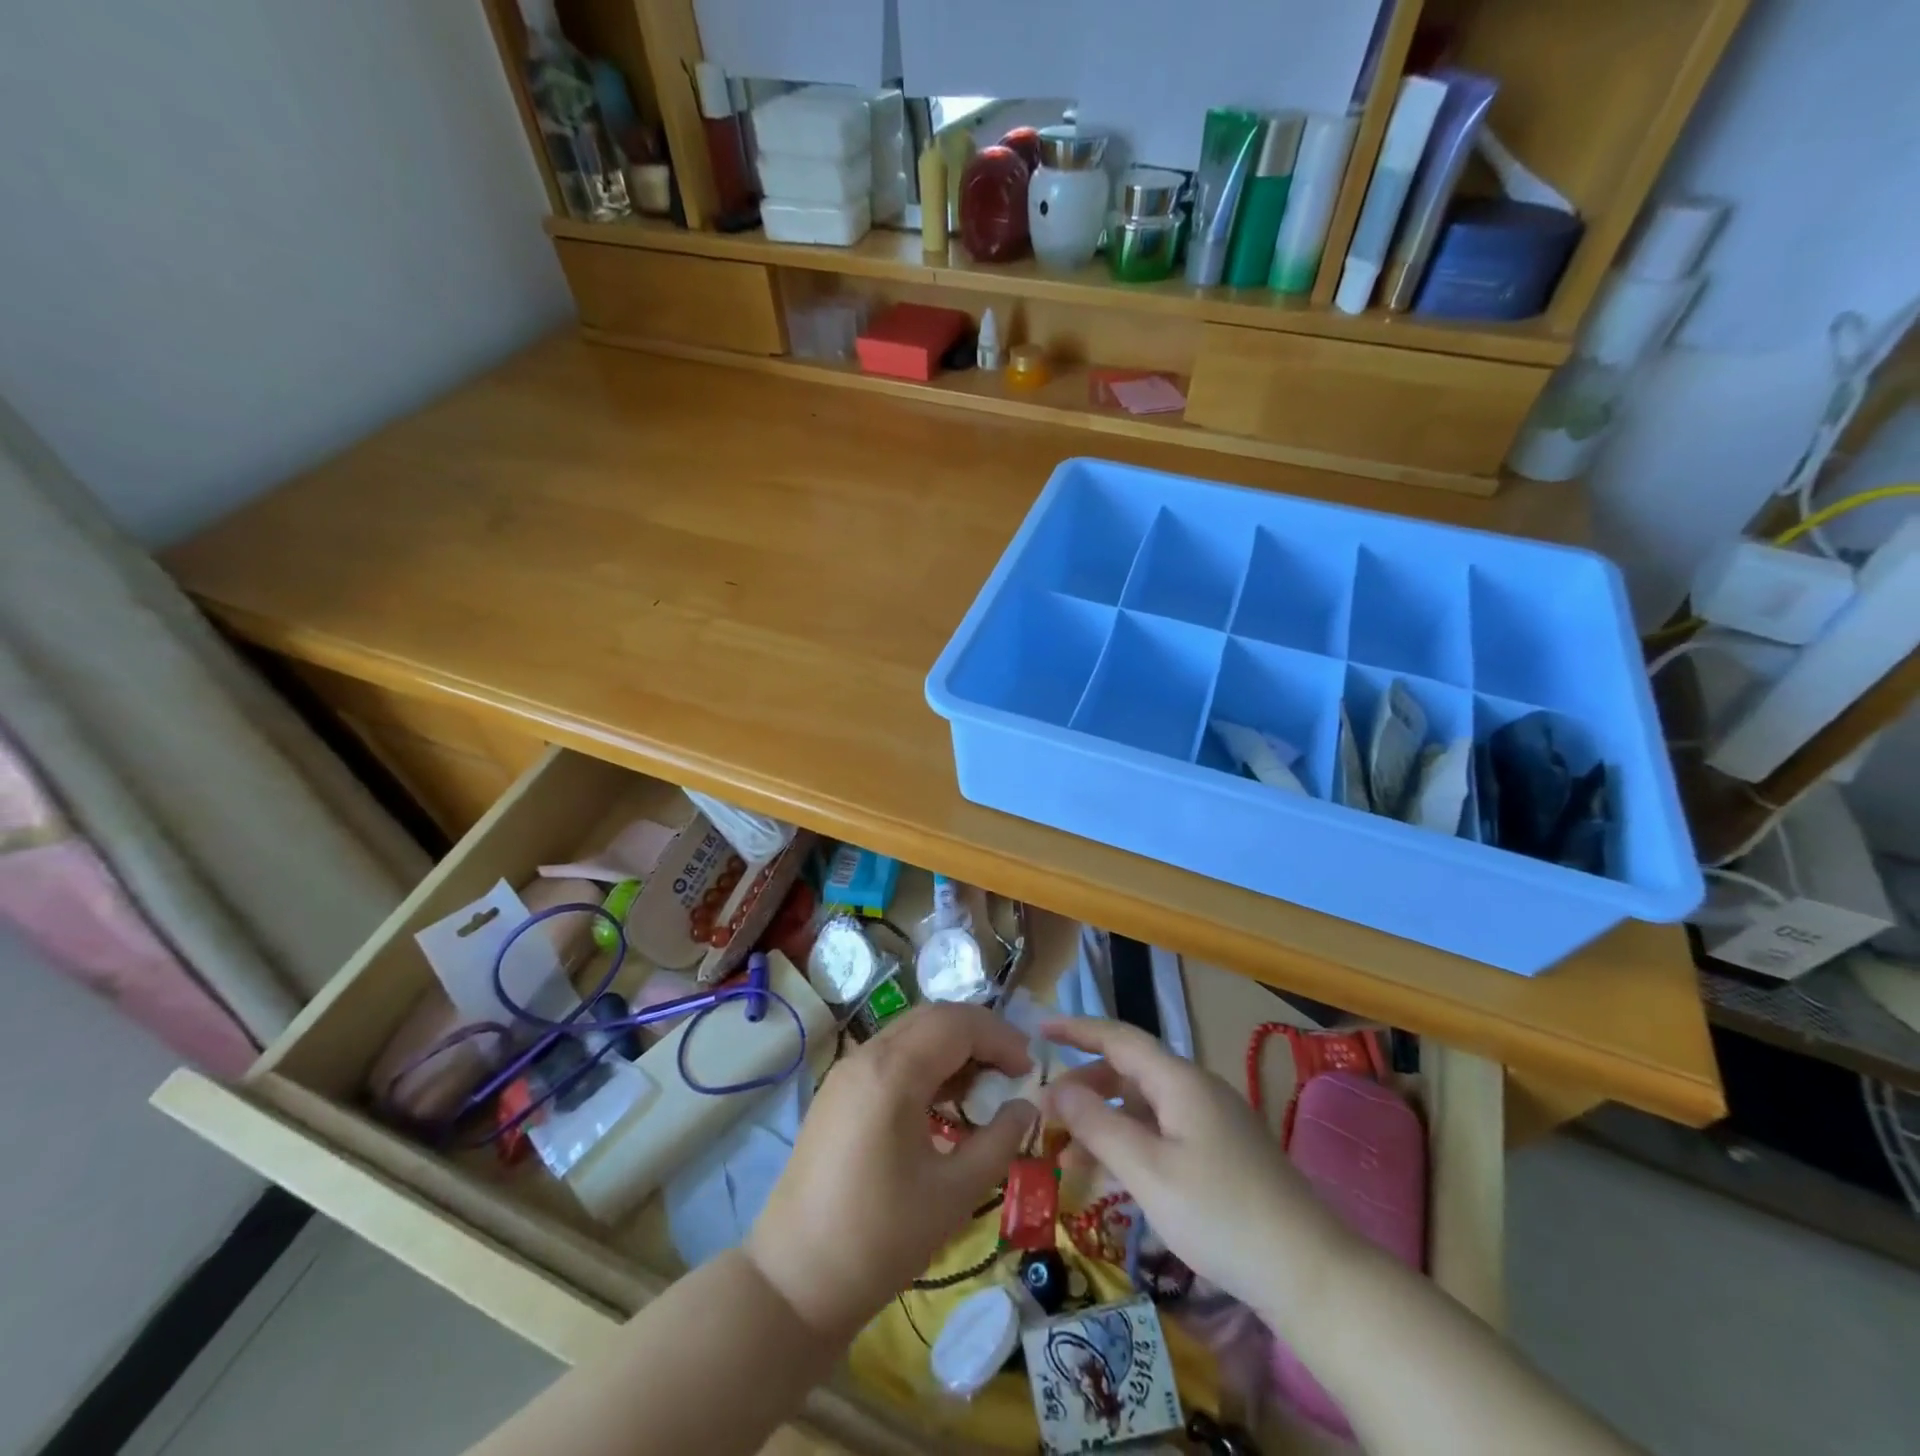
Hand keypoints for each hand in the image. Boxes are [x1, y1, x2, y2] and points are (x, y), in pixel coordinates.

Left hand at [746, 1003, 1037, 1340]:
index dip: (1000, 1038)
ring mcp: (846, 1071)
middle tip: (1011, 1070)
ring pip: (910, 1033)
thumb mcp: (953, 1193)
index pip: (958, 1024)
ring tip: (983, 1087)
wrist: (794, 1282)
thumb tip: (1025, 1107)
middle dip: (979, 1035)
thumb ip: (998, 1142)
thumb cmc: (880, 1240)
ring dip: (951, 1047)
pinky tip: (942, 1101)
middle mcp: (866, 1056)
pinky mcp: (837, 1092)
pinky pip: (890, 1055)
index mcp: (892, 1072)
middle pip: (934, 1018)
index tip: (1029, 1070)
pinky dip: (924, 1062)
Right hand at [1040, 1017, 1354, 1316]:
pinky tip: (1109, 1177)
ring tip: (1065, 1158)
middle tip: (1045, 1114)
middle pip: (1128, 1071)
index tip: (1038, 1030)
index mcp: (1179, 1080)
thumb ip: (1097, 1125)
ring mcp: (1210, 1121)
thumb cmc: (1220, 1214)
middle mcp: (1194, 1089)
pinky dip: (1129, 1144)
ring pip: (1142, 1106)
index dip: (1076, 1030)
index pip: (1118, 1037)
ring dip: (1103, 1123)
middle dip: (1083, 1087)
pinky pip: (1161, 1132)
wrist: (1310, 1273)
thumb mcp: (1148, 1171)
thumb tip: (1053, 1088)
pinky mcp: (1220, 1152)